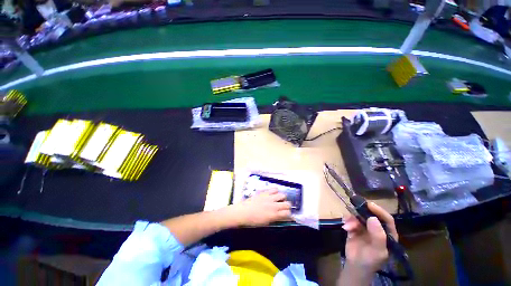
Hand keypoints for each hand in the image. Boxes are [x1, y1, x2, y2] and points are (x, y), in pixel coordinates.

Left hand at [229, 189, 291, 226]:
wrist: (243, 212)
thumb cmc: (253, 221)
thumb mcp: (265, 223)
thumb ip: (274, 219)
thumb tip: (280, 216)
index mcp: (274, 215)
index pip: (288, 213)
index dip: (288, 215)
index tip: (286, 215)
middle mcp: (274, 205)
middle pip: (287, 204)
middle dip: (287, 206)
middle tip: (283, 208)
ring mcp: (269, 197)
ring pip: (283, 194)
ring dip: (282, 198)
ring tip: (278, 200)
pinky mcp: (265, 192)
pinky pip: (274, 189)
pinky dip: (276, 191)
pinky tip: (273, 194)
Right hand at [342, 202, 397, 273]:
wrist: (355, 265)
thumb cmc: (370, 260)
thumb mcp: (377, 251)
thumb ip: (378, 235)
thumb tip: (373, 218)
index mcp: (387, 234)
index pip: (387, 219)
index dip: (379, 211)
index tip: (369, 205)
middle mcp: (377, 229)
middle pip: (371, 215)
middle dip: (362, 213)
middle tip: (354, 209)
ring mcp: (365, 227)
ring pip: (359, 216)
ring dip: (352, 220)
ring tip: (348, 227)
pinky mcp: (355, 227)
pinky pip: (351, 219)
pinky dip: (347, 222)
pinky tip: (345, 228)